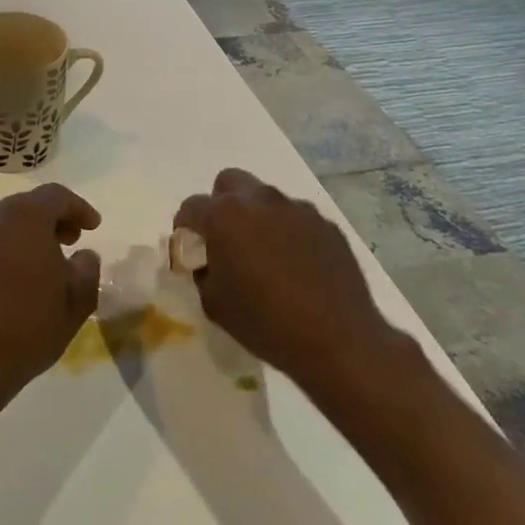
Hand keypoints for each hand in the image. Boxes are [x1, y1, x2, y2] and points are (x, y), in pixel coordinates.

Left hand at [0, 184, 102, 426]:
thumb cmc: (29, 326)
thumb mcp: (76, 300)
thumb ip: (87, 269)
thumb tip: (84, 256)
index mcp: (25, 217)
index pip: (56, 196)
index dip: (79, 208)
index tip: (94, 227)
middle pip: (29, 205)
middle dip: (54, 218)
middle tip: (73, 239)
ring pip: (8, 223)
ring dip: (31, 233)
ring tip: (50, 260)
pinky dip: (11, 248)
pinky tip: (22, 277)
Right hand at [174, 169, 413, 403]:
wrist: (338, 341)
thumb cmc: (265, 322)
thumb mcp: (213, 303)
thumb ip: (201, 271)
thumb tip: (206, 260)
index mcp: (224, 215)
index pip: (190, 207)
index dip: (186, 229)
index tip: (193, 252)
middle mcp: (259, 200)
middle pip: (228, 184)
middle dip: (221, 206)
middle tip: (227, 240)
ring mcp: (296, 208)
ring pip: (265, 199)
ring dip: (257, 218)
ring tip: (266, 256)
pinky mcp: (326, 224)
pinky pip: (296, 219)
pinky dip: (289, 233)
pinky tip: (297, 267)